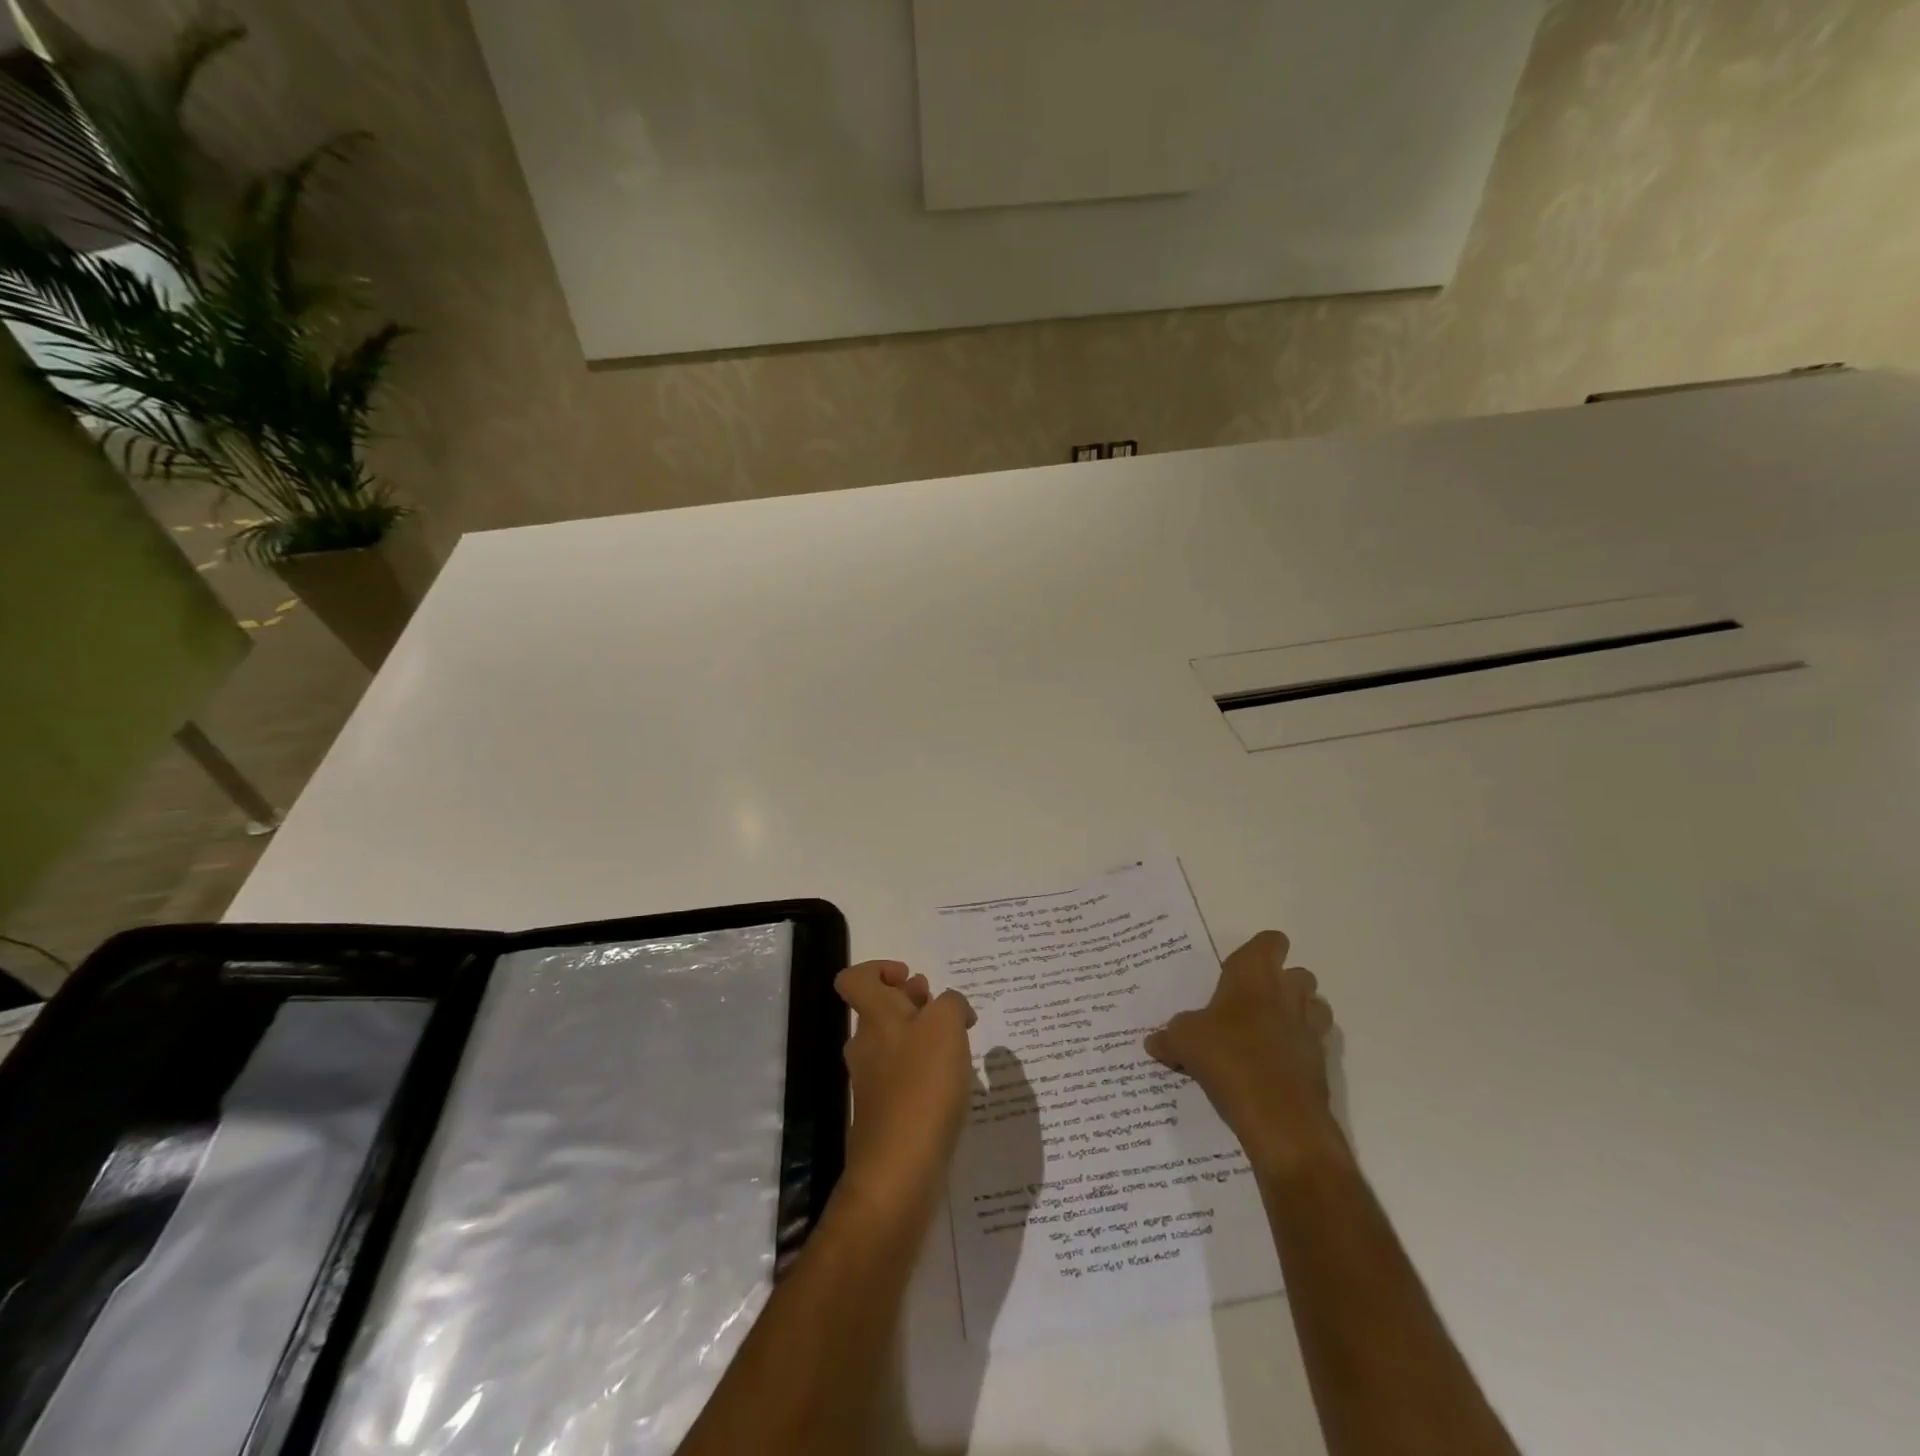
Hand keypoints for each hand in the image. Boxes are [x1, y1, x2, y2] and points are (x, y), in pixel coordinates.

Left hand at [834, 960, 976, 1221]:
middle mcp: (866, 1045)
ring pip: (892, 1042)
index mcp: (874, 1017)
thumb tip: (950, 1006)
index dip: (879, 969)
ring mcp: (871, 1081)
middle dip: (911, 1001)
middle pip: (879, 1009)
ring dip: (920, 1036)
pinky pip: (901, 1076)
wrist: (899, 1171)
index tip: (911, 977)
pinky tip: (950, 1084)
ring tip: (956, 1045)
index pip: (854, 979)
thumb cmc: (922, 1086)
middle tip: (943, 1009)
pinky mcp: (884, 1113)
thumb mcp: (947, 1026)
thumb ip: (951, 1003)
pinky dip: (923, 1071)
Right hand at [1145, 930, 1348, 1173]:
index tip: (1238, 970)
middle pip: (1299, 973)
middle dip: (1281, 984)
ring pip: (1314, 1007)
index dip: (1259, 951)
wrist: (1279, 1117)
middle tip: (1249, 1004)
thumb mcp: (1183, 1042)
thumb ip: (1169, 1036)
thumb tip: (1154, 1041)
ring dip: (1296, 1014)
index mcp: (1254, 974)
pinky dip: (1299, 1050)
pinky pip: (1313, 1045)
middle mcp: (1288, 993)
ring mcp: (1310, 1028)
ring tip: (1266, 1033)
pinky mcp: (1322, 1063)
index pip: (1271, 941)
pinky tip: (1272, 1068)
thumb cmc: (1227, 1058)